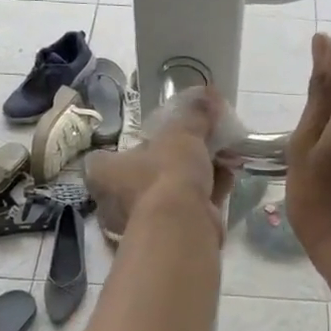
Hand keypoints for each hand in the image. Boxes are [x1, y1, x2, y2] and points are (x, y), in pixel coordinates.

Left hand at [84, 86, 236, 244]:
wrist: (182, 225)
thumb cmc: (167, 173)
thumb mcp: (182, 134)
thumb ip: (194, 115)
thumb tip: (207, 94)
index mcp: (105, 174)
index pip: (102, 160)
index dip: (124, 150)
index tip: (147, 140)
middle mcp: (116, 202)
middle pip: (143, 175)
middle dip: (171, 162)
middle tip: (194, 145)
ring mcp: (143, 222)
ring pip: (170, 193)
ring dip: (195, 176)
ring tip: (221, 156)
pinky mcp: (171, 236)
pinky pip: (189, 207)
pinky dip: (208, 192)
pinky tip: (228, 176)